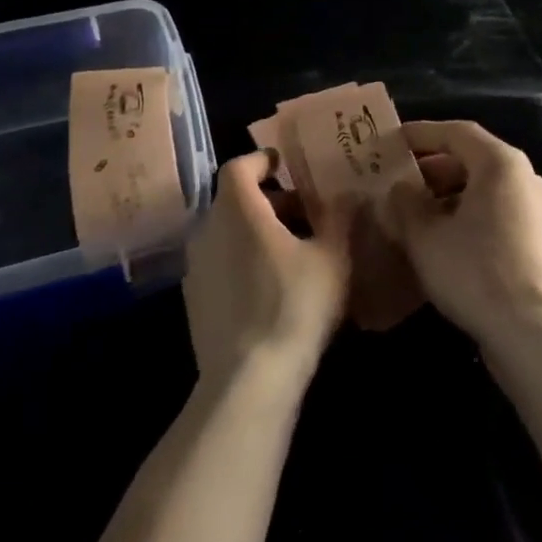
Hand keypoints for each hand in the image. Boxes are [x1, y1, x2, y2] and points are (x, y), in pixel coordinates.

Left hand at [183, 150, 351, 390]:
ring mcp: (195, 266)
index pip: (239, 165)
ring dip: (255, 232)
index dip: (262, 160)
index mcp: (237, 208)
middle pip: (234, 199)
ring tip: (292, 252)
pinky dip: (241, 260)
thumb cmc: (294, 305)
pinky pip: (219, 263)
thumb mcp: (331, 257)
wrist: (248, 380)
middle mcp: (207, 228)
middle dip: (269, 200)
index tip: (286, 166)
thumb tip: (347, 193)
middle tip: (304, 214)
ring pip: (226, 232)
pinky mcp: (193, 300)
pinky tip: (269, 287)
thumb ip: (339, 217)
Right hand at [388, 121, 541, 350]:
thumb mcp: (425, 235)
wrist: (534, 335)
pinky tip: (441, 241)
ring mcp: (538, 211)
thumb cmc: (475, 271)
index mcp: (501, 164)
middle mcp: (526, 178)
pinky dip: (467, 216)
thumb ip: (405, 203)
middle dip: (431, 169)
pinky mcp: (541, 243)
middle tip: (397, 182)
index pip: (456, 132)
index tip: (391, 142)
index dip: (421, 133)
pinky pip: (497, 213)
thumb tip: (399, 189)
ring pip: (484, 189)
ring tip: (413, 214)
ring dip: (447, 196)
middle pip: (472, 159)